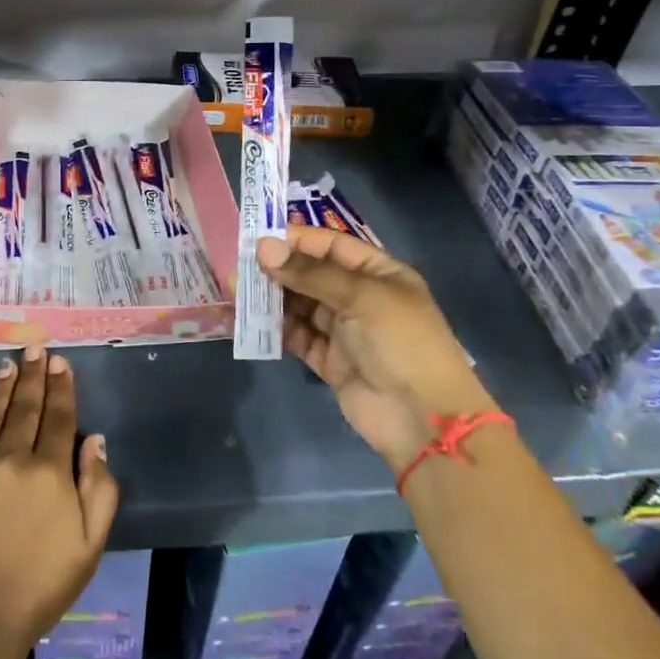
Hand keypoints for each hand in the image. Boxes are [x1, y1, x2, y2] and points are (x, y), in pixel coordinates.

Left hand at [0, 347, 119, 658]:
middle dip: (32, 375)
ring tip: (8, 363)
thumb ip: (99, 489)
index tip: (59, 361)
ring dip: (1, 386)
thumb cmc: (39, 588)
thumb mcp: (89, 546)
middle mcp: (10, 459)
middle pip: (25, 408)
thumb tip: (96, 441)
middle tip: (34, 347)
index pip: (58, 417)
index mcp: (49, 473)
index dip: (60, 387)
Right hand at [258, 226, 493, 472]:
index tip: (257, 239)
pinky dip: (276, 329)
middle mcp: (360, 297)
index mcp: (378, 273)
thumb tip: (263, 248)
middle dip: (277, 269)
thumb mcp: (360, 297)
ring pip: (300, 305)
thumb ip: (309, 273)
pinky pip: (297, 336)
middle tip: (238, 267)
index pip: (331, 245)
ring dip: (272, 298)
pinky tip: (250, 322)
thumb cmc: (401, 342)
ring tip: (237, 292)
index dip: (296, 240)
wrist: (422, 419)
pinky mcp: (329, 361)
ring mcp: (344, 330)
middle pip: (311, 274)